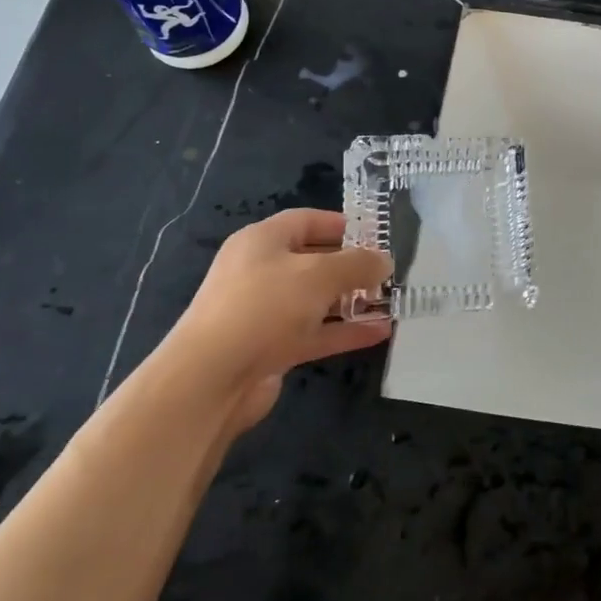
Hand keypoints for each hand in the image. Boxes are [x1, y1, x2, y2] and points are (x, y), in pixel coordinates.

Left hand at [163, 209, 391, 433]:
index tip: (376, 235)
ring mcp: (264, 312)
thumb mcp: (320, 274)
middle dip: (351, 266)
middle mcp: (260, 272)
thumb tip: (384, 261)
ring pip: (316, 300)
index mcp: (262, 241)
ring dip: (351, 301)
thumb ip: (357, 264)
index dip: (342, 225)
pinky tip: (379, 332)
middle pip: (313, 260)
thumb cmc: (265, 307)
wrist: (211, 379)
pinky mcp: (270, 348)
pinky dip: (344, 331)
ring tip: (389, 302)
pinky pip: (314, 333)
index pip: (307, 220)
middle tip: (387, 272)